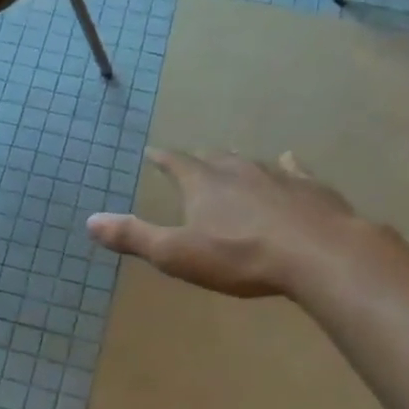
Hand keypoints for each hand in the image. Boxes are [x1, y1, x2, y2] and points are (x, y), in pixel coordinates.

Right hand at [87, 150, 374, 298]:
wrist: (318, 254)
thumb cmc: (240, 256)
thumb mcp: (177, 254)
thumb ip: (134, 237)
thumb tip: (90, 221)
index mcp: (202, 183)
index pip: (174, 163)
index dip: (161, 158)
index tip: (151, 152)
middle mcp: (237, 170)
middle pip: (213, 158)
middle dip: (199, 160)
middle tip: (192, 162)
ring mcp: (277, 175)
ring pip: (251, 162)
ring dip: (237, 163)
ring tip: (231, 162)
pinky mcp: (310, 188)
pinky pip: (293, 169)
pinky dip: (287, 165)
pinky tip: (289, 162)